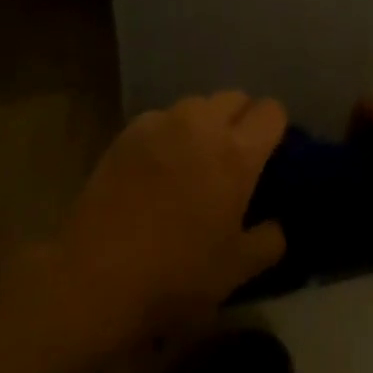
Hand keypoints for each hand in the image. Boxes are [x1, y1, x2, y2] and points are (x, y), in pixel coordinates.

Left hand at [56, 91, 287, 345]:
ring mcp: (161, 123)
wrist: (95, 275)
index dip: (276, 129)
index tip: (270, 155)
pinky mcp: (128, 131)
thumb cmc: (176, 274)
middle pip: (234, 97)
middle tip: (235, 157)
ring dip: (205, 122)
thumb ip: (269, 240)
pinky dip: (170, 133)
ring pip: (197, 104)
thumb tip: (277, 224)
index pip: (271, 111)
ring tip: (195, 158)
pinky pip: (162, 118)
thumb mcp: (237, 270)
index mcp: (236, 153)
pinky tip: (159, 167)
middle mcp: (201, 125)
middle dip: (242, 119)